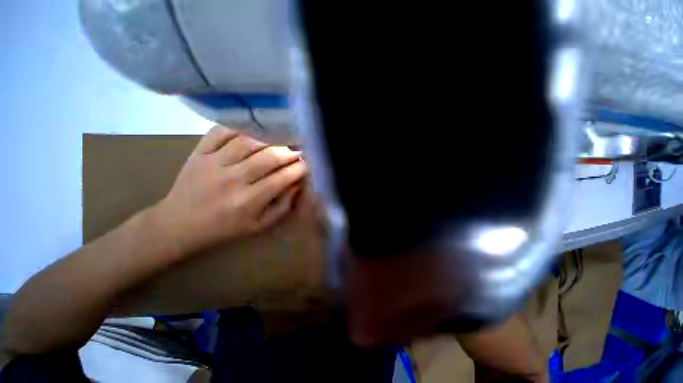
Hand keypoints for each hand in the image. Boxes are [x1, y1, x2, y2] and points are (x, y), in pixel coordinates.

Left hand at [155, 126, 306, 256]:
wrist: (179, 224)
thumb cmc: (225, 228)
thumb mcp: (260, 225)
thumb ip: (283, 205)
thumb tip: (298, 182)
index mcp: (248, 201)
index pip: (282, 178)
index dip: (299, 169)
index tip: (308, 164)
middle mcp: (232, 180)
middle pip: (269, 157)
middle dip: (290, 152)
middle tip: (298, 150)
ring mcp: (213, 163)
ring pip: (249, 141)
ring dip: (270, 139)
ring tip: (280, 141)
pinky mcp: (198, 153)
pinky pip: (222, 131)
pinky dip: (240, 128)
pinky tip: (252, 133)